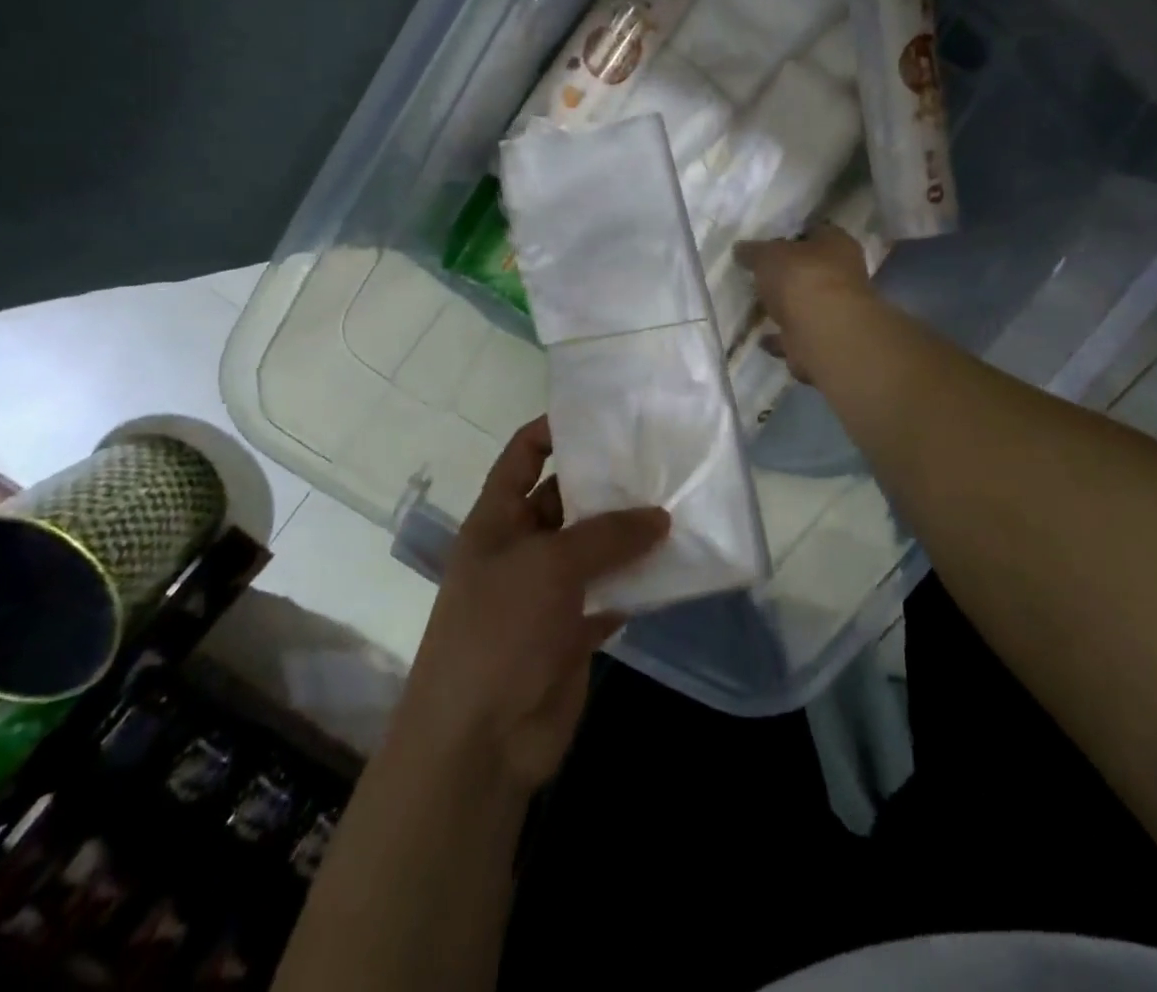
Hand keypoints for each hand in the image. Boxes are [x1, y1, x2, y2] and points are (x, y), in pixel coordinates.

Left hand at [388, 418, 668, 794]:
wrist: (480, 741)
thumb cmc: (500, 630)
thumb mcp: (550, 565)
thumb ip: (607, 535)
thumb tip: (659, 515)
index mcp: (497, 520)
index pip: (522, 457)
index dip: (552, 430)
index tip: (599, 415)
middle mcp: (521, 548)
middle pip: (565, 501)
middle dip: (605, 483)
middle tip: (658, 460)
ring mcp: (546, 593)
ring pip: (593, 549)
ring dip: (628, 535)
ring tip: (676, 506)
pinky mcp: (571, 632)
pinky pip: (609, 595)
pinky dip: (635, 584)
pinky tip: (673, 567)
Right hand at [733, 225, 872, 382]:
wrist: (824, 336)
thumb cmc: (802, 280)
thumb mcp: (768, 256)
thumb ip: (753, 251)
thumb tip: (741, 248)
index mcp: (837, 244)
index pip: (815, 231)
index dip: (790, 235)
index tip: (766, 243)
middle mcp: (844, 275)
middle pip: (811, 269)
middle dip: (788, 273)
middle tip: (758, 275)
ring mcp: (837, 310)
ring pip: (806, 303)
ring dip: (785, 307)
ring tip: (756, 306)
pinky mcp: (825, 340)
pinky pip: (798, 335)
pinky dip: (782, 337)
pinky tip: (762, 338)